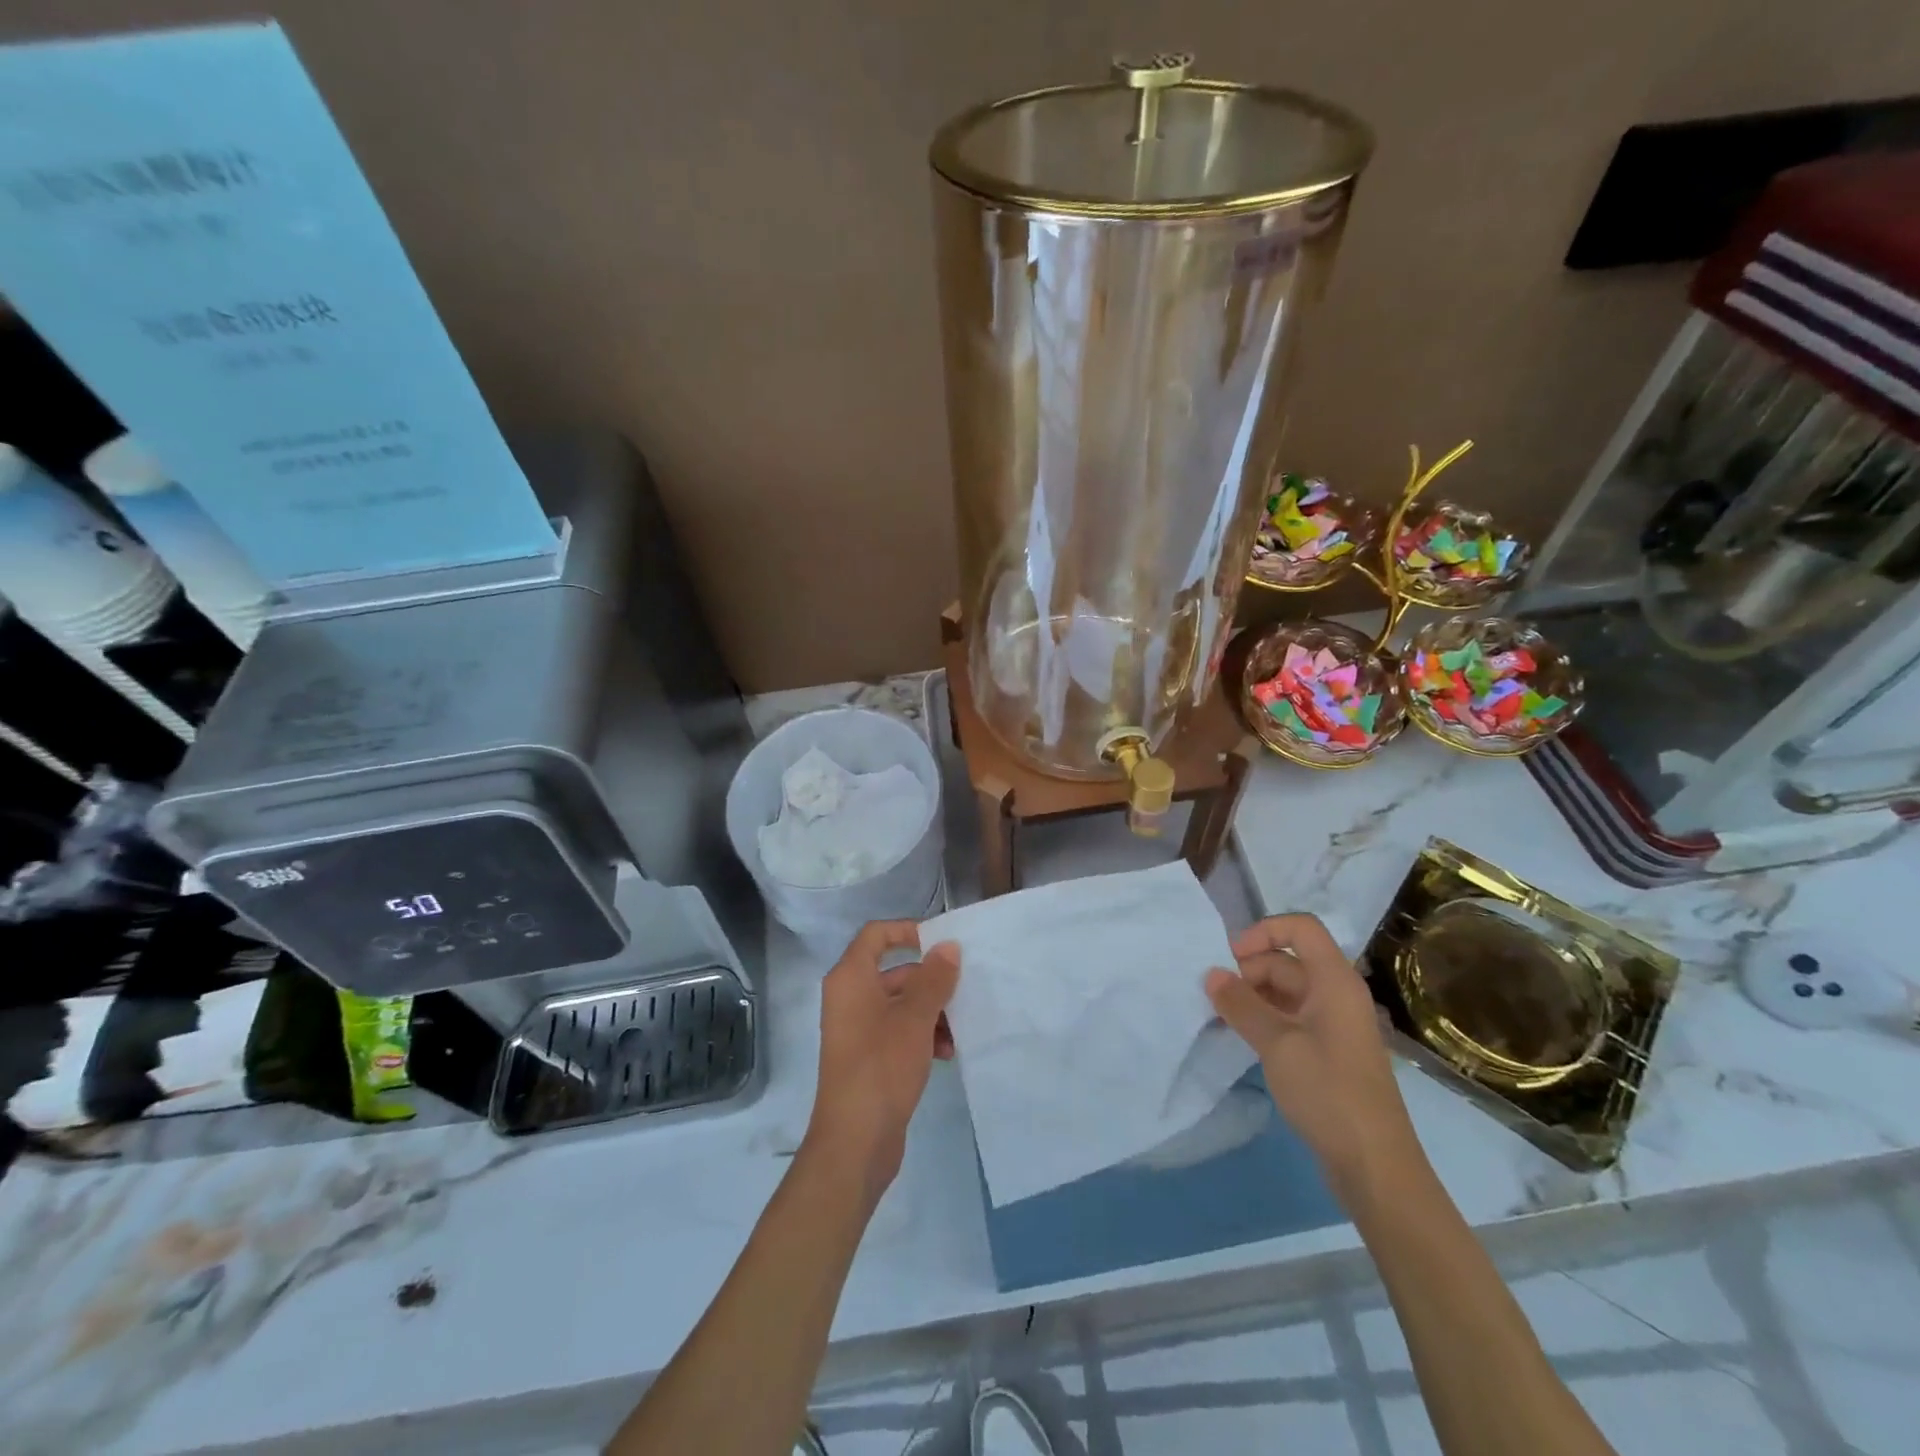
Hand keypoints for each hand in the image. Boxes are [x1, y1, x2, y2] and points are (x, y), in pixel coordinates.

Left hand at [805, 921, 959, 1202]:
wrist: (854, 1142)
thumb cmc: (881, 1067)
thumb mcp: (914, 1018)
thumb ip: (934, 979)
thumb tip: (948, 947)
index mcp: (851, 979)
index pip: (877, 934)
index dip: (908, 930)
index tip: (941, 943)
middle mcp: (850, 998)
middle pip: (895, 971)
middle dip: (930, 980)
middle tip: (962, 990)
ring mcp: (857, 1029)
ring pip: (901, 1004)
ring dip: (931, 1012)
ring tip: (956, 1031)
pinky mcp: (868, 1057)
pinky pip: (899, 1031)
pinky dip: (922, 1035)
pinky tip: (945, 1053)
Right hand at [1205, 913, 1422, 1209]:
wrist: (1374, 1164)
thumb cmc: (1328, 1091)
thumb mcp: (1276, 1043)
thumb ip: (1241, 1004)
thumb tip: (1211, 974)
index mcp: (1335, 981)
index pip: (1300, 928)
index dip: (1263, 932)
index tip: (1232, 958)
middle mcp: (1337, 994)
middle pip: (1288, 960)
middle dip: (1249, 969)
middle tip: (1216, 995)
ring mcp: (1334, 1024)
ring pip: (1286, 991)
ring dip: (1253, 996)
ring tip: (1221, 1016)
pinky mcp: (1328, 1051)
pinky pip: (1291, 1018)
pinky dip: (1264, 1019)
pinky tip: (1241, 1036)